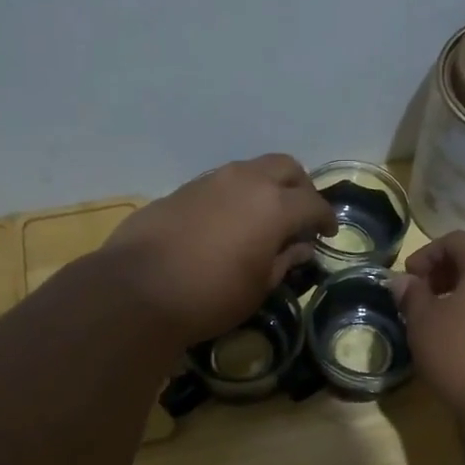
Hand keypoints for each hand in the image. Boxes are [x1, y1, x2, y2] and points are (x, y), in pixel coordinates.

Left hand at [104, 154, 336, 344]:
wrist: (136, 290)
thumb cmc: (210, 296)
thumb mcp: (258, 287)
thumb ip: (284, 260)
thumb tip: (300, 247)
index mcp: (274, 205)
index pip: (313, 203)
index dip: (326, 218)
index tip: (328, 234)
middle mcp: (246, 181)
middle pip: (286, 167)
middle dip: (301, 188)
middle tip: (300, 215)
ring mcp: (211, 180)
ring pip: (251, 169)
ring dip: (267, 187)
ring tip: (265, 217)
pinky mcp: (183, 189)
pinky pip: (222, 182)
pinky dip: (237, 194)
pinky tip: (229, 222)